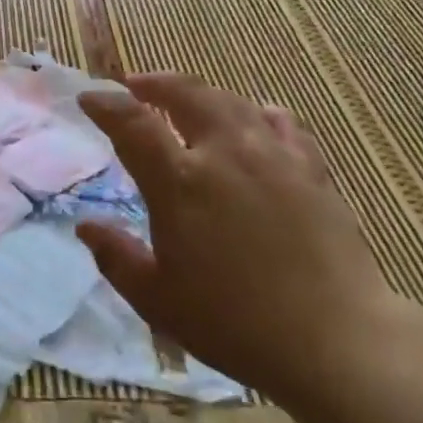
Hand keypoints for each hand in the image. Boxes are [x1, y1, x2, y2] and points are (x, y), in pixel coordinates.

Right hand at [76, 73, 403, 412]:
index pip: (133, 124)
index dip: (106, 105)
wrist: (335, 340)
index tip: (89, 99)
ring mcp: (273, 156)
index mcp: (180, 182)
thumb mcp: (158, 300)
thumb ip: (117, 258)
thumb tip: (86, 227)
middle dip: (155, 83)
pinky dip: (258, 114)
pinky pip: (281, 124)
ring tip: (187, 99)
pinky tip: (256, 119)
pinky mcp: (311, 169)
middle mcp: (225, 153)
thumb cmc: (235, 324)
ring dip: (201, 94)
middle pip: (186, 94)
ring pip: (231, 102)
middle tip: (136, 85)